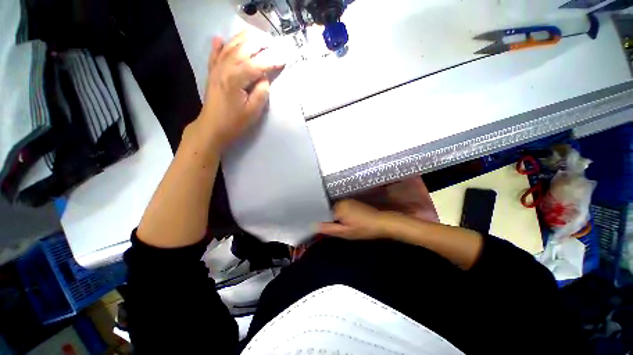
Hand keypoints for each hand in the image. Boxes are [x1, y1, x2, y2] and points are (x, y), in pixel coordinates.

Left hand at [196, 32, 284, 149]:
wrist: (212, 128)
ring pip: (230, 47)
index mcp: (236, 78)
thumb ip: (261, 92)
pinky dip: (218, 46)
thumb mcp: (253, 111)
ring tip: (256, 35)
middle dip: (259, 44)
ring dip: (243, 39)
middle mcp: (225, 68)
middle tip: (273, 44)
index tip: (284, 59)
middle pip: (243, 49)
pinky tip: (220, 39)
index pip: (258, 65)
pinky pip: (215, 55)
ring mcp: (216, 69)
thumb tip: (264, 78)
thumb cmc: (234, 122)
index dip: (272, 61)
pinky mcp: (212, 74)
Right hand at [319, 200, 397, 239]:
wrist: (381, 223)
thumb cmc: (363, 229)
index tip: (326, 229)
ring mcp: (348, 201)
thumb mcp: (345, 232)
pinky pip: (343, 208)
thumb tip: (313, 226)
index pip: (323, 214)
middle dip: (331, 220)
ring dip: (337, 217)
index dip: (323, 222)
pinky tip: (350, 221)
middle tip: (338, 229)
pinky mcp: (354, 202)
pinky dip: (343, 215)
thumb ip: (329, 228)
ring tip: (345, 225)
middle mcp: (342, 201)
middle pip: (330, 211)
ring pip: (336, 210)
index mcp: (338, 207)